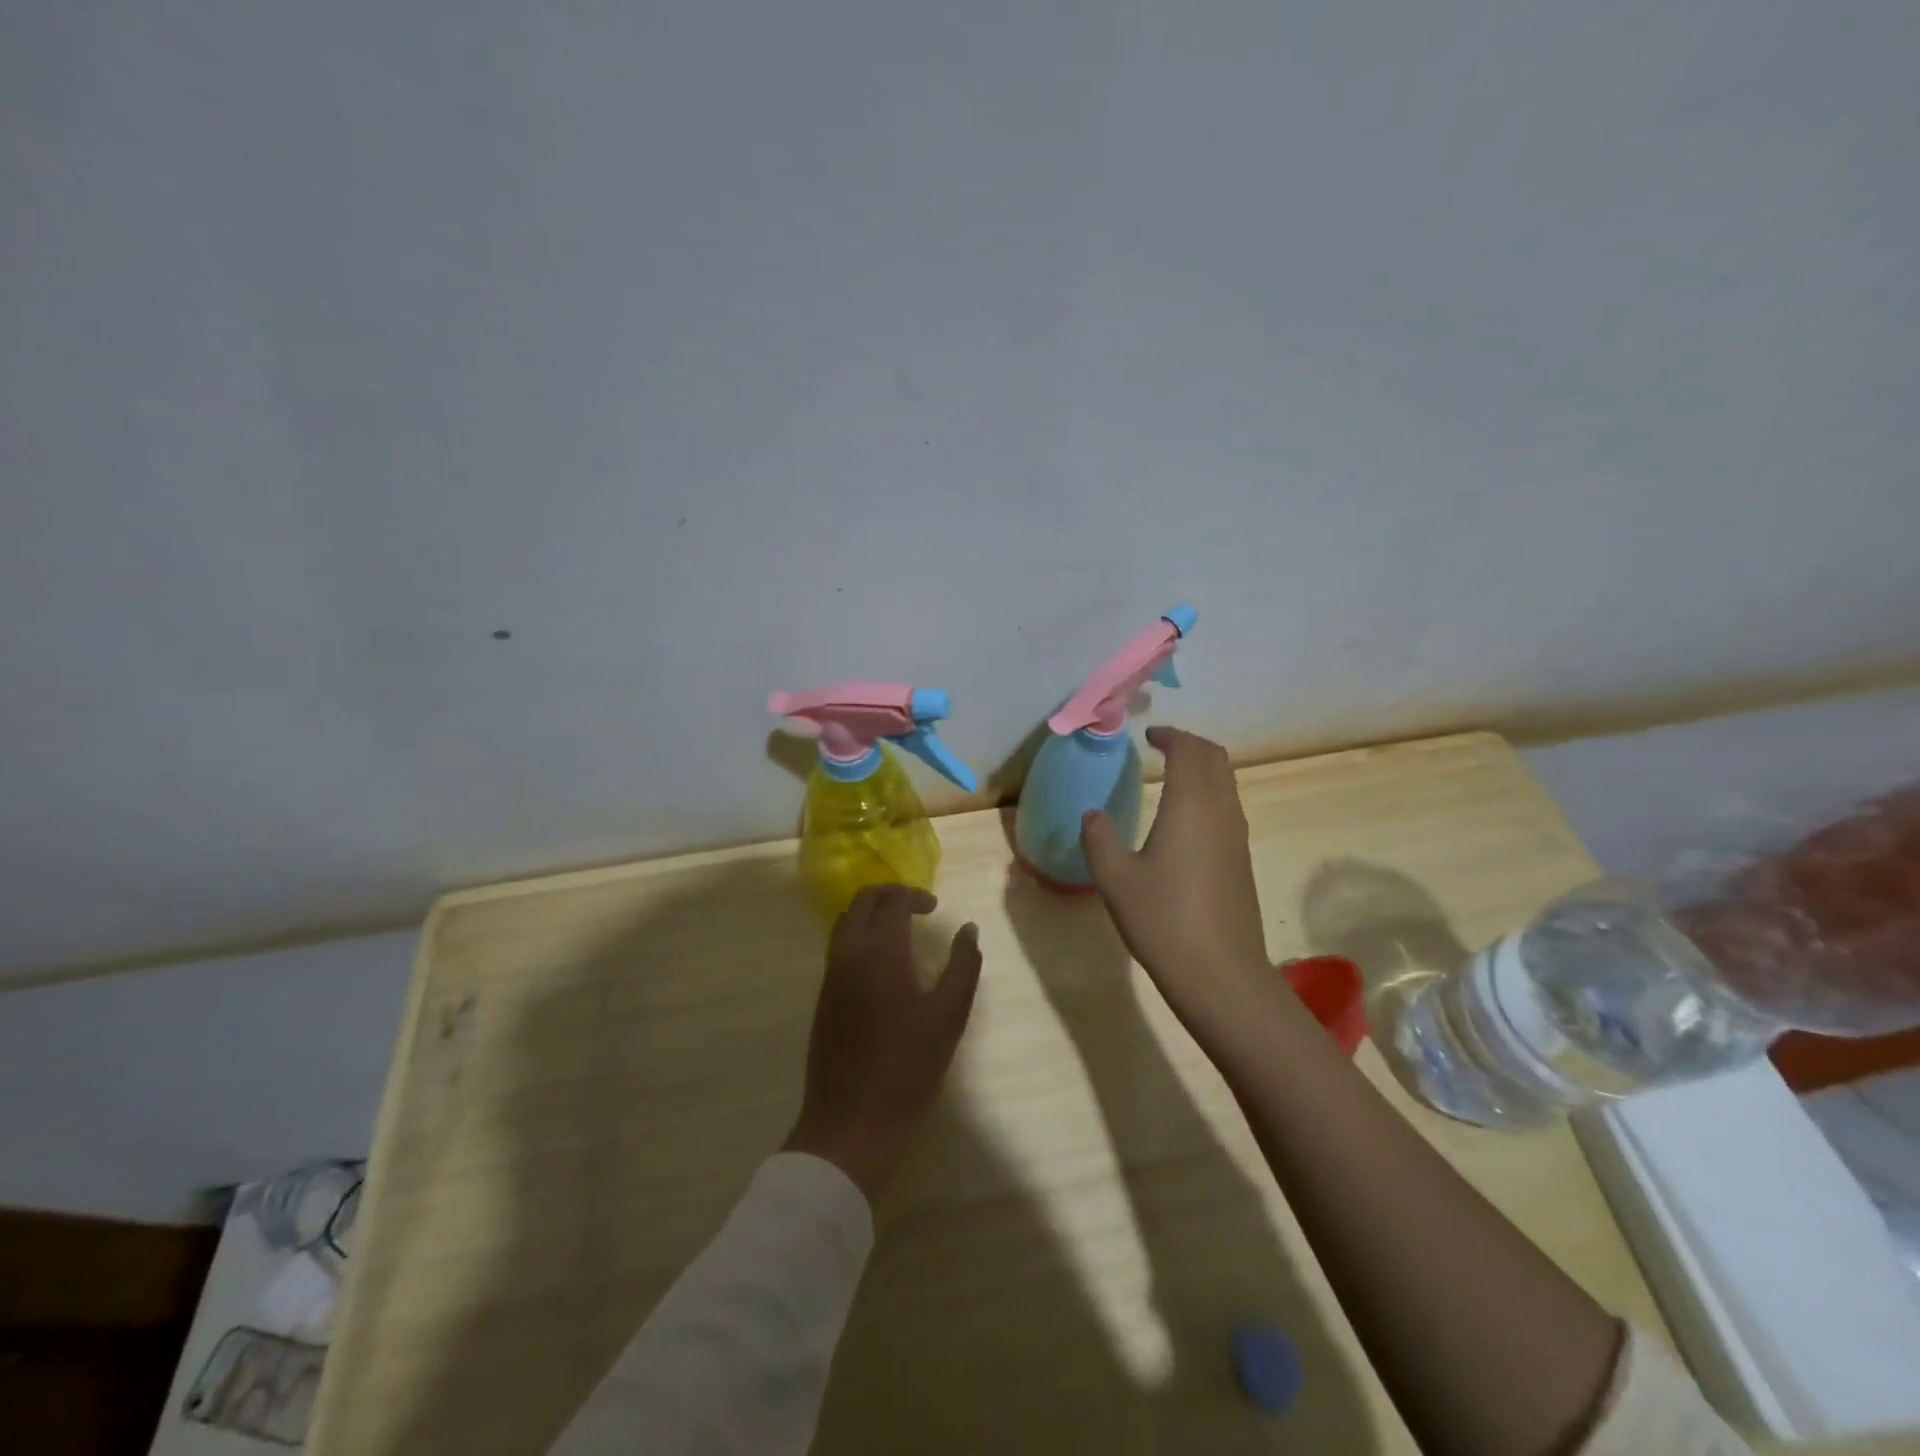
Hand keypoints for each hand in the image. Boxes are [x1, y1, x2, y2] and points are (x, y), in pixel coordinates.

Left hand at [784, 885, 981, 1203]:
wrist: (851, 1121)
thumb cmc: (908, 1066)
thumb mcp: (949, 1015)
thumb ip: (963, 965)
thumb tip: (968, 928)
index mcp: (879, 950)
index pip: (892, 900)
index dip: (915, 895)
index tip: (935, 908)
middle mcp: (848, 952)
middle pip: (862, 901)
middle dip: (889, 895)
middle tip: (917, 908)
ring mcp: (830, 974)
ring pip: (845, 921)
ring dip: (871, 913)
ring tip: (901, 930)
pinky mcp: (823, 996)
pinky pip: (838, 946)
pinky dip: (859, 934)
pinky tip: (882, 961)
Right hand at [1080, 727, 1279, 1038]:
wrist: (1221, 973)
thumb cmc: (1163, 920)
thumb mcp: (1115, 879)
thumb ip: (1099, 839)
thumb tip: (1092, 814)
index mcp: (1190, 805)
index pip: (1188, 750)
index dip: (1169, 736)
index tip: (1148, 735)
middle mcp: (1221, 811)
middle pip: (1215, 758)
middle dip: (1190, 745)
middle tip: (1162, 747)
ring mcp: (1237, 836)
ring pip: (1227, 782)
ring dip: (1203, 768)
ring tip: (1172, 776)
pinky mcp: (1241, 859)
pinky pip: (1228, 806)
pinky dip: (1209, 793)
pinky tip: (1185, 818)